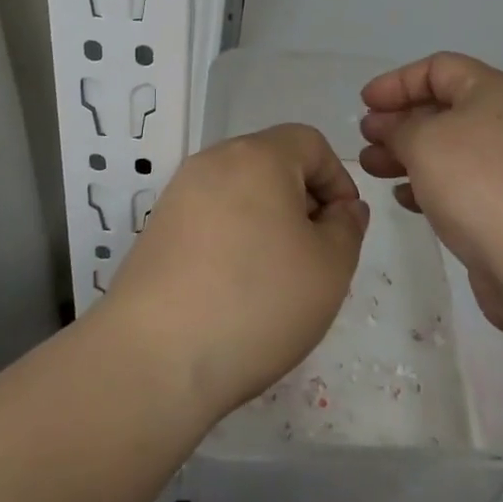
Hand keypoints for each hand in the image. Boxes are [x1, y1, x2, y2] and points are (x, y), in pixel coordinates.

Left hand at [106, 124, 368, 419]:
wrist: (154, 358)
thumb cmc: (257, 302)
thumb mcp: (329, 269)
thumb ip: (348, 228)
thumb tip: (343, 209)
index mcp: (258, 155)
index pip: (310, 143)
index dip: (338, 180)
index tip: (344, 229)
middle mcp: (215, 161)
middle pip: (273, 163)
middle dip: (303, 201)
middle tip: (315, 256)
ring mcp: (180, 193)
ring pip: (241, 192)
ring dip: (268, 222)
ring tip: (277, 279)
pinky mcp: (158, 228)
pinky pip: (211, 218)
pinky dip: (233, 239)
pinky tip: (236, 290)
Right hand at [359, 52, 502, 329]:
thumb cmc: (476, 183)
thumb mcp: (423, 142)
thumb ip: (396, 127)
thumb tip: (386, 125)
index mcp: (494, 91)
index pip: (438, 68)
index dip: (396, 81)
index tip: (365, 104)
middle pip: (443, 107)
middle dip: (399, 121)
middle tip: (366, 139)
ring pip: (449, 146)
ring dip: (407, 153)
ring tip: (371, 168)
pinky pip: (462, 180)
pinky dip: (430, 182)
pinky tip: (403, 197)